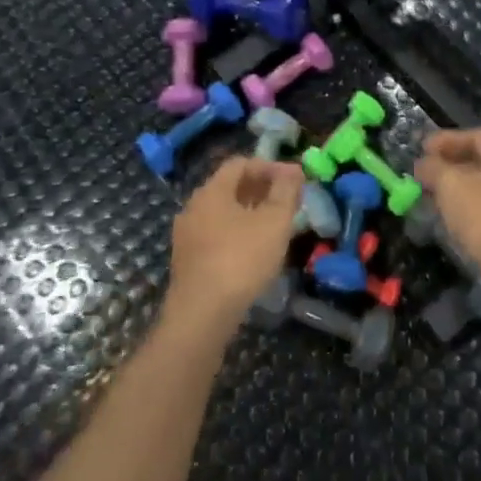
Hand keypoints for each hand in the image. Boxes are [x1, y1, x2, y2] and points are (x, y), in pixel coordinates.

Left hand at [166, 158, 301, 327]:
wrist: (201, 316)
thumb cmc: (241, 260)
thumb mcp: (274, 222)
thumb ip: (285, 192)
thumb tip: (293, 170)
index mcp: (211, 191)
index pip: (240, 164)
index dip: (270, 166)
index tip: (294, 180)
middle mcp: (193, 207)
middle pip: (230, 187)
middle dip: (261, 189)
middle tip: (288, 201)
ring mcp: (186, 236)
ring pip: (223, 213)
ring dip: (250, 212)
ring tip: (275, 226)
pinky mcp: (187, 262)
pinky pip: (215, 235)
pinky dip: (237, 233)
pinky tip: (254, 251)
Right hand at [414, 129, 480, 277]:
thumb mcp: (450, 186)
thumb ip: (433, 169)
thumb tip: (422, 163)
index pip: (476, 136)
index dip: (448, 139)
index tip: (424, 149)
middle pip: (480, 161)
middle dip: (450, 163)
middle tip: (425, 172)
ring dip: (457, 186)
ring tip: (433, 195)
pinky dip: (467, 205)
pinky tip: (451, 217)